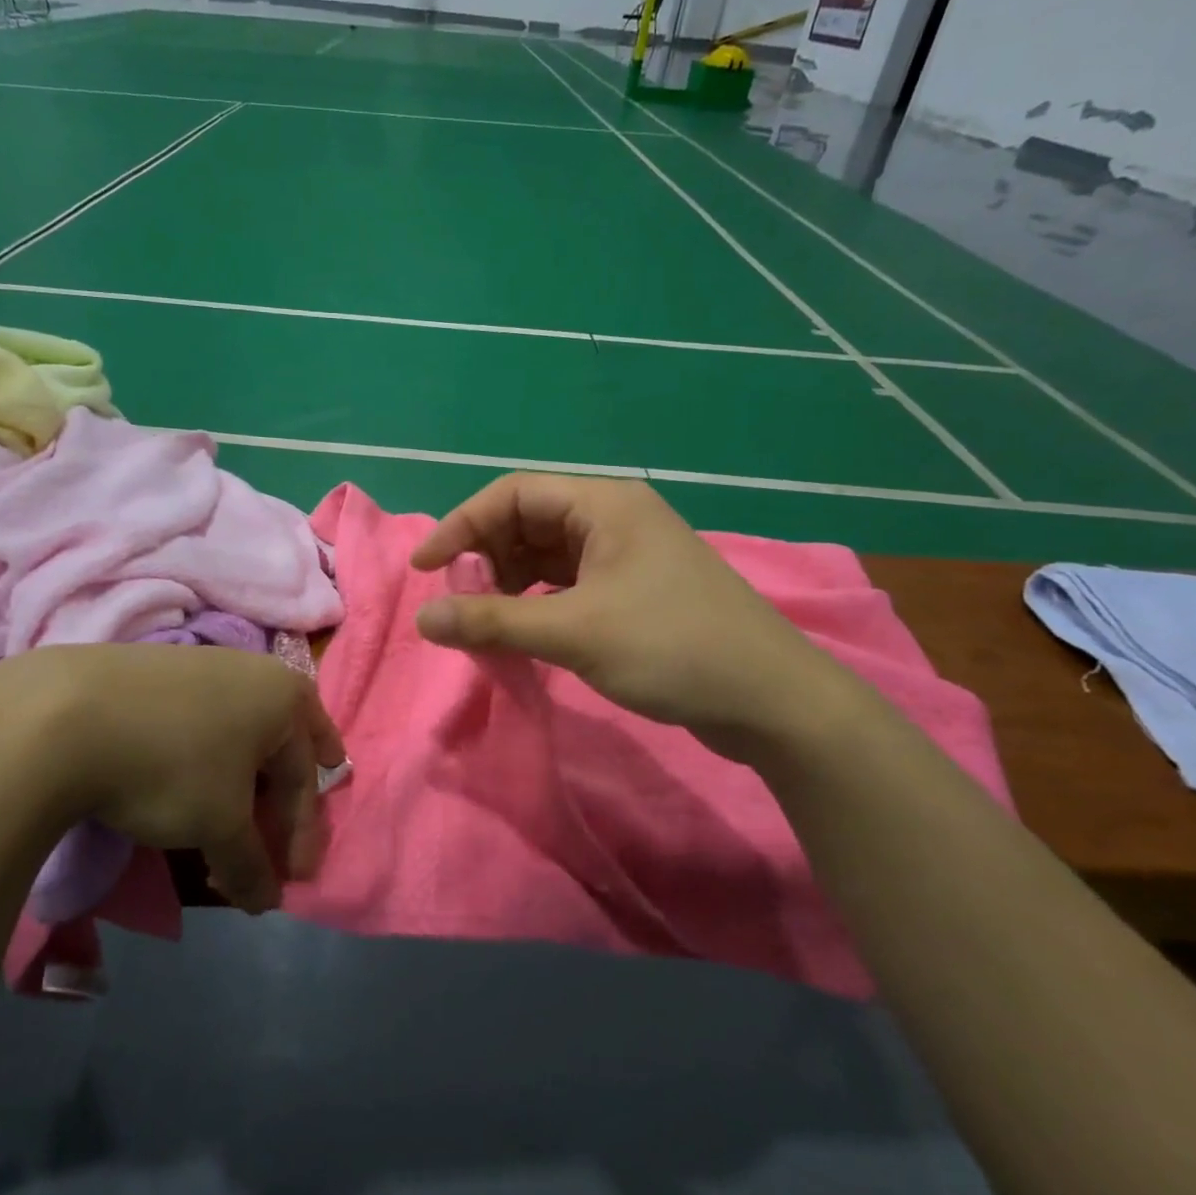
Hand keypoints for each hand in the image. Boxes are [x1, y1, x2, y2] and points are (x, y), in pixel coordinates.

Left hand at [0, 645, 344, 912]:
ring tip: (237, 814)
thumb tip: (267, 901)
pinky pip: (207, 721)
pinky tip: (195, 776)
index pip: (304, 778)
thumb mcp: (219, 825)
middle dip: (285, 797)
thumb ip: (251, 865)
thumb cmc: (171, 766)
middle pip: (283, 745)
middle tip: (287, 832)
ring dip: (247, 781)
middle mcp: (256, 671)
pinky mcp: (164, 671)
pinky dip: (211, 758)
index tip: (293, 882)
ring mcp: (208, 664)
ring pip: (244, 732)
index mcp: (286, 698)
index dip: (301, 835)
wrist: (68, 714)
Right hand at [411, 475, 854, 754]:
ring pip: (547, 552)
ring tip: (487, 618)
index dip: (461, 526)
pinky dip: (538, 599)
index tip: (425, 569)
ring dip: (510, 580)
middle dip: (486, 556)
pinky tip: (524, 627)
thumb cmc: (672, 649)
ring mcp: (627, 552)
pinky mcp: (635, 587)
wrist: (772, 701)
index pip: (512, 494)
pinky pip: (569, 579)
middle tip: (461, 601)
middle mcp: (614, 516)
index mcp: (604, 504)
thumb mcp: (574, 633)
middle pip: (527, 520)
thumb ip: (493, 622)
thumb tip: (423, 620)